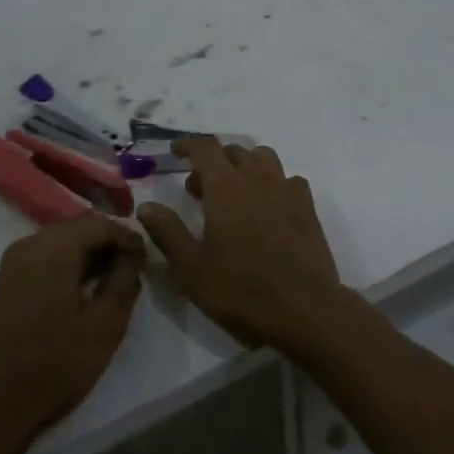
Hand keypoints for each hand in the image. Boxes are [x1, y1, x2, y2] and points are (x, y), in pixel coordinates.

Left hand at [0, 214, 144, 447]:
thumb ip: (123, 284)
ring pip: (59, 243)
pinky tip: (78, 291)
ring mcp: (11, 264)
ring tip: (109, 279)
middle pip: (77, 228)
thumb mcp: (103, 329)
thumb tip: (130, 260)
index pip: (100, 224)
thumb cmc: (51, 368)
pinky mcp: (2, 284)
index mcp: (53, 248)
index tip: (146, 257)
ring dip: (86, 254)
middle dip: (107, 242)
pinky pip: (42, 259)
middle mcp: (28, 245)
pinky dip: (65, 265)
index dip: (127, 236)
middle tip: (131, 267)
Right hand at [135, 138, 343, 350]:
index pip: (205, 147)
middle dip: (212, 161)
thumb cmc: (241, 290)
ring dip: (244, 165)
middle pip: (232, 151)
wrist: (303, 308)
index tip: (175, 152)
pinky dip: (273, 183)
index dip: (188, 145)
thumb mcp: (191, 268)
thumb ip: (167, 232)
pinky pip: (287, 179)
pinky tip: (268, 206)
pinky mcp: (306, 205)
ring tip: (233, 191)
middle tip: (197, 188)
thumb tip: (146, 206)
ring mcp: (285, 188)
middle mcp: (256, 177)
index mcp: (225, 186)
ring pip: (262, 158)